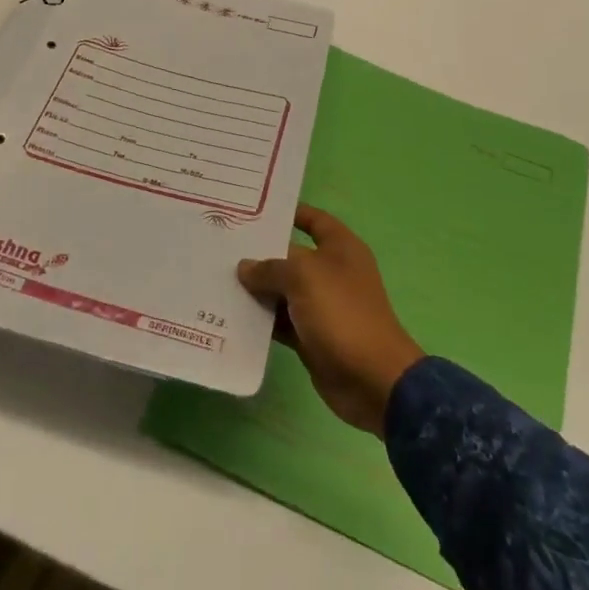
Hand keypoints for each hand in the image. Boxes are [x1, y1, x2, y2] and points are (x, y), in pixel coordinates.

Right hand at [237, 205, 424, 435]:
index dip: (289, 212)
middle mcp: (331, 272)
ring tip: (216, 278)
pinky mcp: (310, 336)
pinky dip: (260, 319)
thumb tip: (245, 267)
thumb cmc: (342, 313)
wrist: (372, 379)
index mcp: (340, 248)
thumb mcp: (303, 277)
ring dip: (256, 289)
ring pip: (282, 290)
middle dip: (260, 253)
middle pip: (291, 256)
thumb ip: (270, 268)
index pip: (313, 220)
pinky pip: (280, 321)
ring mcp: (321, 306)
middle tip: (221, 246)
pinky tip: (231, 314)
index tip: (254, 210)